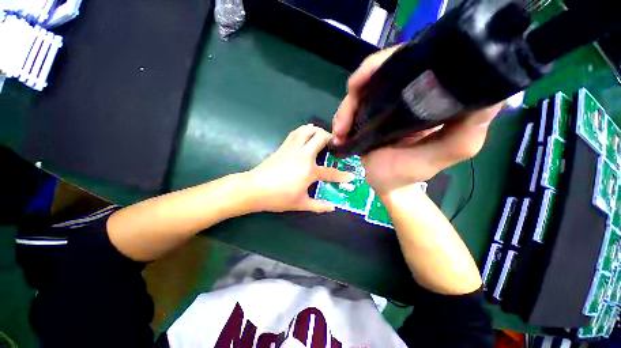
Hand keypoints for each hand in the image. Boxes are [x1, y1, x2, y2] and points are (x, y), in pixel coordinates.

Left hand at [249, 124, 354, 212]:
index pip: (331, 173)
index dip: (343, 175)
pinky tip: (305, 136)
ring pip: (307, 130)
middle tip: (334, 144)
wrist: (255, 189)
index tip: (351, 176)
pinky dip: (303, 131)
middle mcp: (303, 155)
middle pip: (320, 138)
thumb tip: (332, 208)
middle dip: (330, 138)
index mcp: (309, 171)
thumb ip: (318, 206)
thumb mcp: (300, 204)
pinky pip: (295, 133)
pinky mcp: (283, 146)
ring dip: (316, 130)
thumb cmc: (279, 197)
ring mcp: (292, 149)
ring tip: (321, 137)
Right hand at [332, 47, 502, 195]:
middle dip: (361, 84)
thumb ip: (464, 133)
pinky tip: (338, 131)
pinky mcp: (369, 114)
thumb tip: (491, 97)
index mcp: (431, 97)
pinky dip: (342, 116)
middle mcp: (408, 93)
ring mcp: (385, 103)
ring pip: (361, 89)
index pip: (415, 60)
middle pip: (381, 70)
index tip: (369, 77)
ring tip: (339, 130)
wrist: (386, 184)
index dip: (391, 60)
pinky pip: (352, 105)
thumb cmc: (410, 173)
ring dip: (346, 107)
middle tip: (349, 104)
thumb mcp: (442, 156)